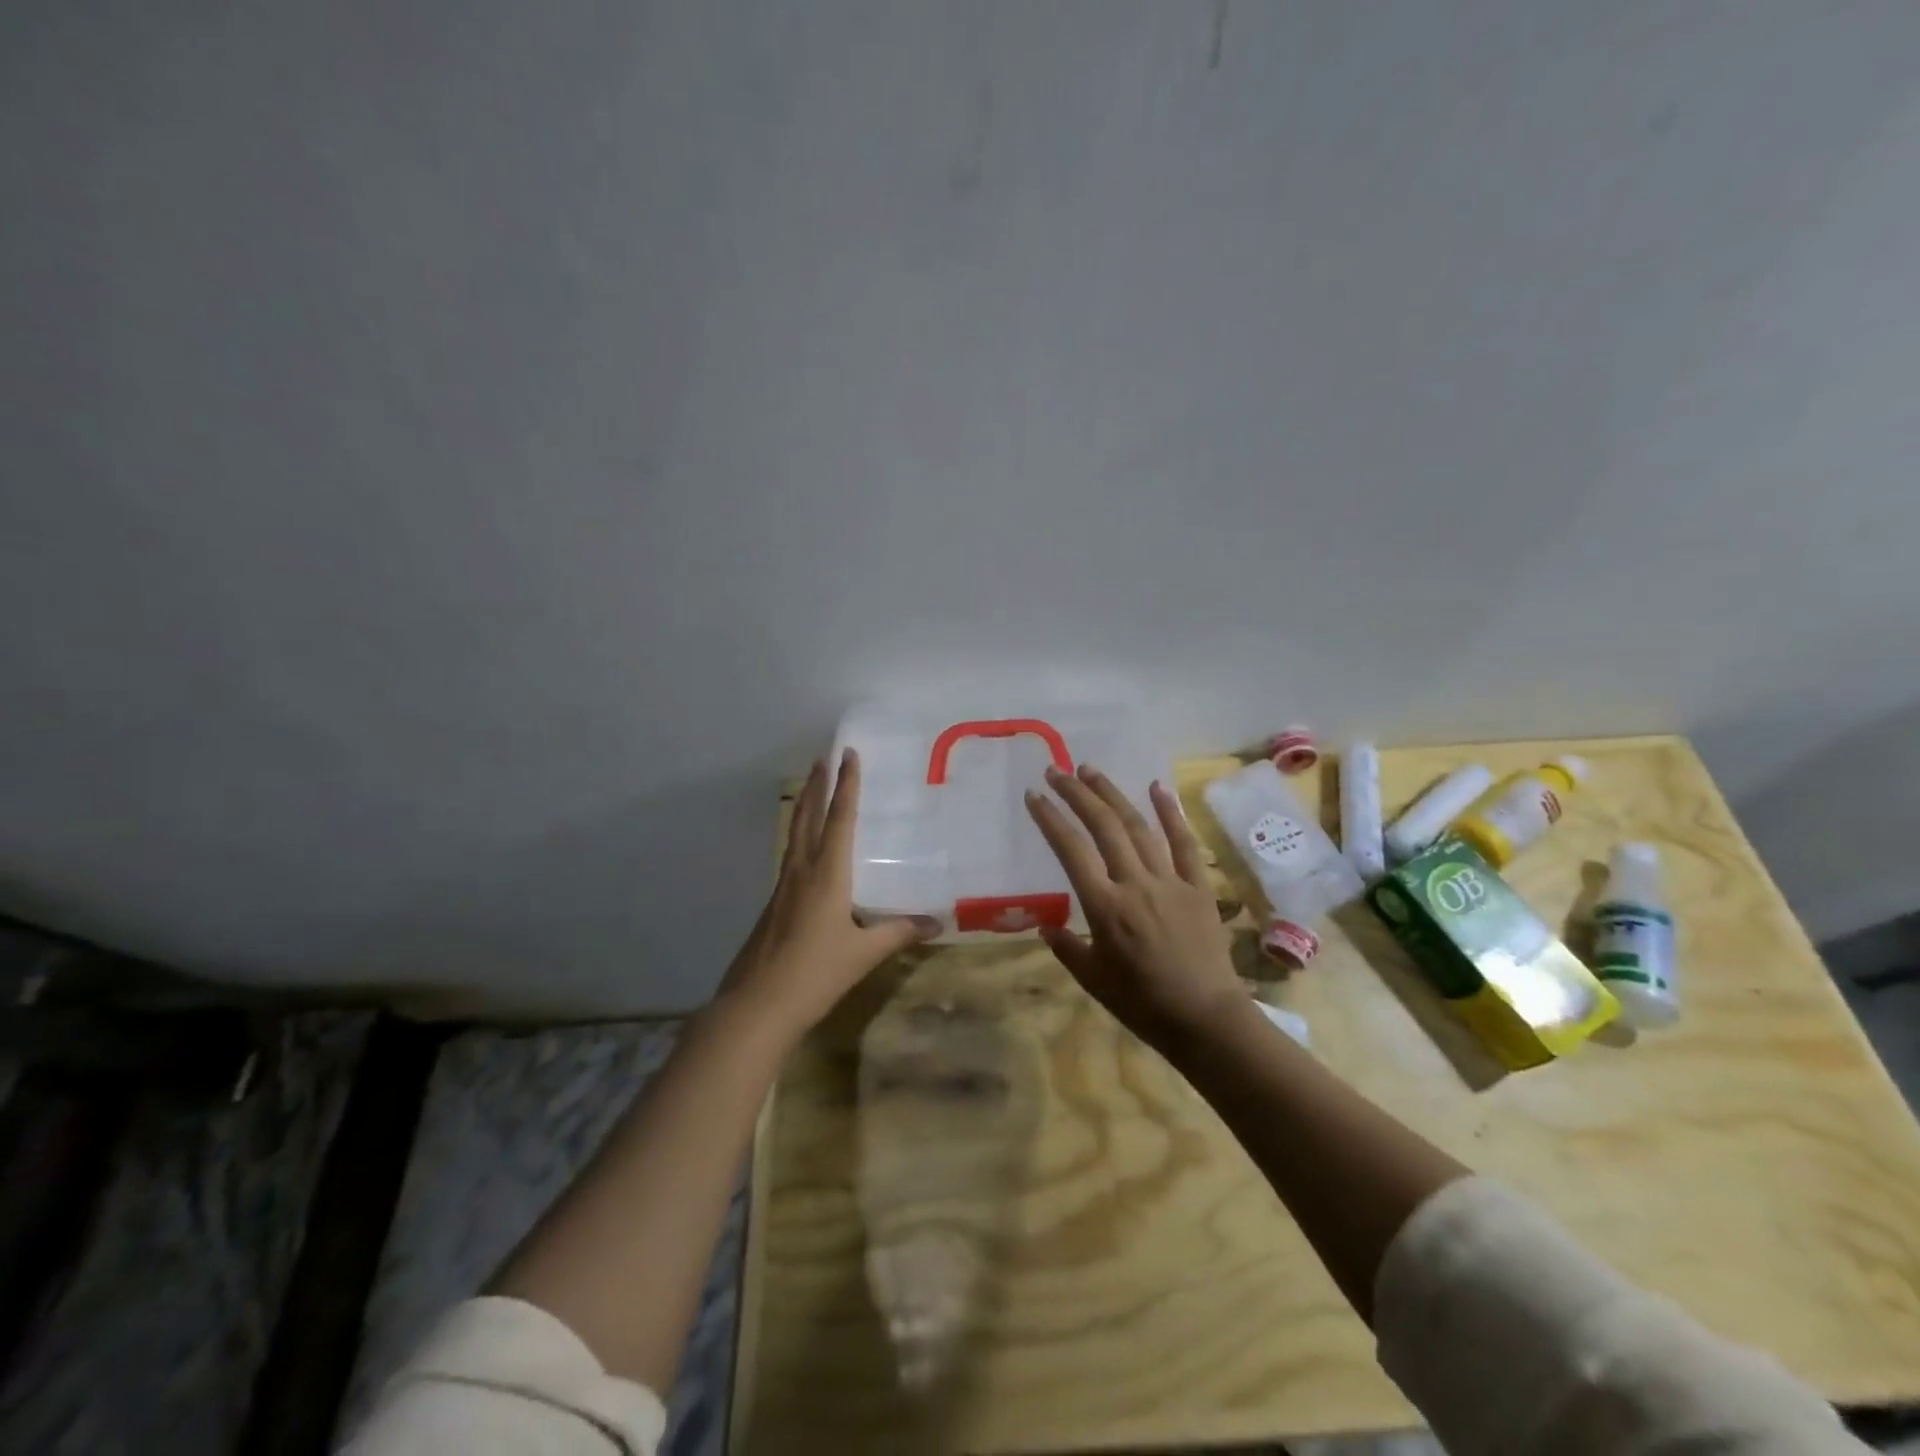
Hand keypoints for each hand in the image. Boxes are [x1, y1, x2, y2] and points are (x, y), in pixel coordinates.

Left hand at [717, 748, 938, 1038]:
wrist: (757, 1005)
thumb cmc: (816, 973)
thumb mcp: (864, 953)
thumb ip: (898, 933)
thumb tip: (936, 923)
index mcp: (826, 875)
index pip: (839, 819)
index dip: (846, 786)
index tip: (847, 754)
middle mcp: (801, 871)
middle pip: (807, 817)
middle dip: (816, 786)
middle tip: (822, 758)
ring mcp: (782, 887)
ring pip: (794, 835)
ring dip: (804, 808)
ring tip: (812, 790)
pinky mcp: (773, 905)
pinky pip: (790, 857)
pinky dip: (800, 838)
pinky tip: (807, 851)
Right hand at [1025, 764, 1244, 1044]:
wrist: (1206, 1019)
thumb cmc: (1142, 1004)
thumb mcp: (1092, 980)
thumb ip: (1066, 947)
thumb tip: (1045, 925)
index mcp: (1105, 908)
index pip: (1071, 851)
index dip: (1050, 819)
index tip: (1034, 795)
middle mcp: (1135, 884)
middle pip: (1103, 827)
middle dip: (1078, 794)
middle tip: (1057, 770)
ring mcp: (1170, 881)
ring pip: (1138, 827)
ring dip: (1113, 795)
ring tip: (1091, 771)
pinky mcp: (1198, 885)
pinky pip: (1183, 843)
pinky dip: (1170, 812)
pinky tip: (1156, 787)